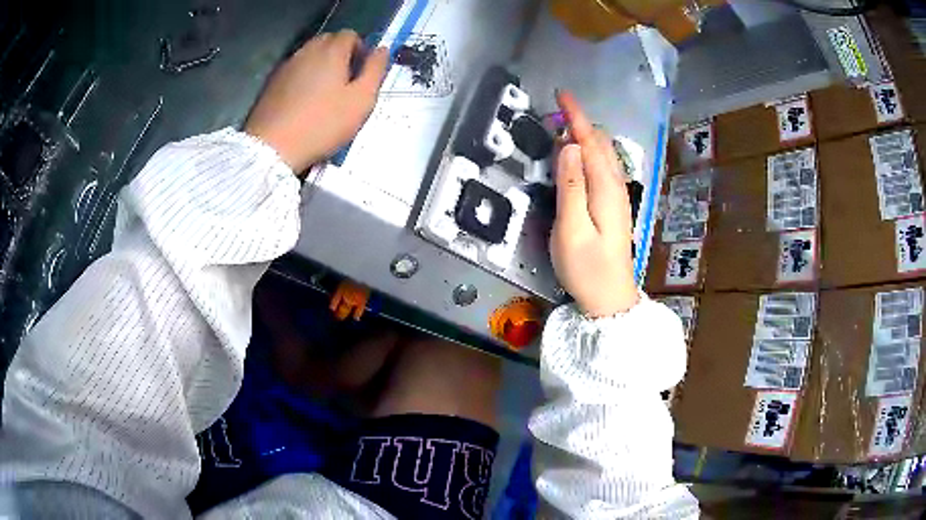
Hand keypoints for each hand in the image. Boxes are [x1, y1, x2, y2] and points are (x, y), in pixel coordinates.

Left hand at [245, 30, 389, 172]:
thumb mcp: (362, 100)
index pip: (350, 35)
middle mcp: (307, 51)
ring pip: (309, 55)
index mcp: (331, 51)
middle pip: (328, 41)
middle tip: (346, 82)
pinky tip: (305, 102)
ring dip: (321, 66)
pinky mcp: (272, 83)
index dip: (361, 49)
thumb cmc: (323, 123)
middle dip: (341, 54)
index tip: (362, 72)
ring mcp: (286, 66)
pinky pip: (295, 71)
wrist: (272, 147)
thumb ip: (375, 70)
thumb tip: (382, 50)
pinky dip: (304, 78)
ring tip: (325, 94)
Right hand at [551, 91, 638, 316]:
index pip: (591, 141)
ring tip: (565, 125)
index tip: (562, 94)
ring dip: (586, 135)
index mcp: (606, 188)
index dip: (576, 116)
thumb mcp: (572, 229)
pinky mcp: (614, 206)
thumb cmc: (587, 268)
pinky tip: (581, 156)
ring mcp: (618, 197)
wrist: (610, 299)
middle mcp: (616, 187)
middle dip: (580, 122)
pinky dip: (591, 152)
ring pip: (604, 155)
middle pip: (600, 144)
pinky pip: (604, 167)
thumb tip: (570, 146)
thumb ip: (570, 186)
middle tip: (556, 109)